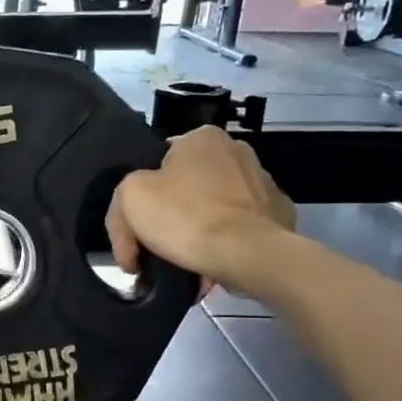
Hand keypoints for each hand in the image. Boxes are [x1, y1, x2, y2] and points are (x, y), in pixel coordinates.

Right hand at [107, 126, 295, 290]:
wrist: (249, 256)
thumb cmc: (186, 217)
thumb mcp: (129, 198)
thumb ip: (121, 202)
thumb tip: (131, 230)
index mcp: (202, 137)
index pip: (159, 161)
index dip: (143, 194)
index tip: (137, 224)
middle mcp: (238, 150)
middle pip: (188, 184)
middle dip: (171, 212)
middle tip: (155, 245)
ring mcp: (264, 183)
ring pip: (215, 206)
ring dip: (199, 228)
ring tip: (184, 260)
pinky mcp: (280, 216)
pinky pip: (240, 228)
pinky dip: (225, 242)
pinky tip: (212, 263)